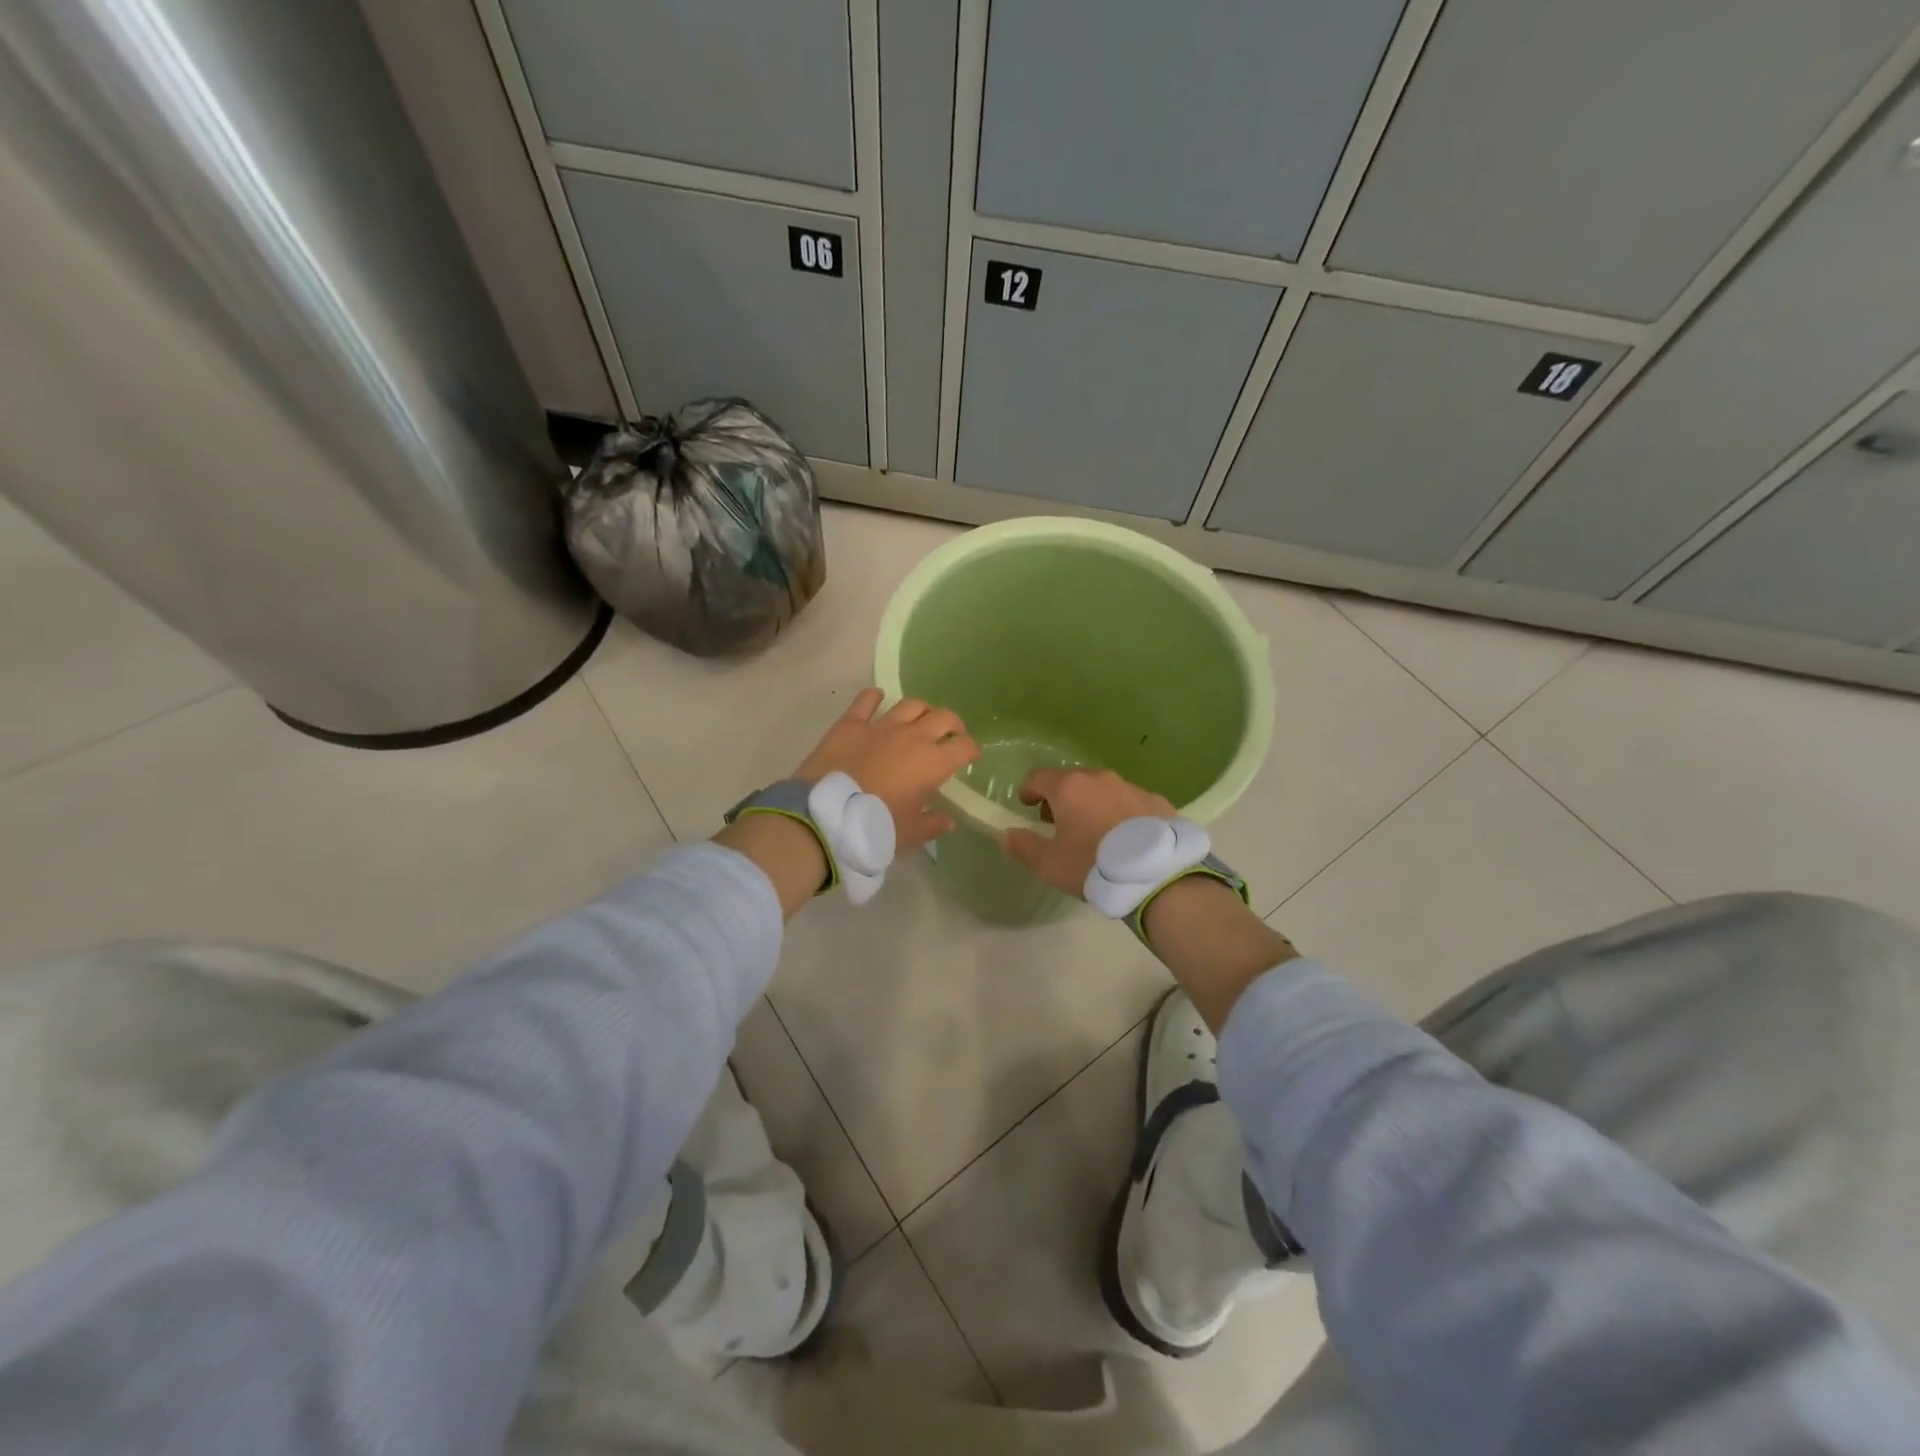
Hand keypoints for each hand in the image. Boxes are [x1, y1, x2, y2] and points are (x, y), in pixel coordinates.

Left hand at [795, 688, 980, 854]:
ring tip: (921, 719)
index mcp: (933, 763)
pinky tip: (878, 697)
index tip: (971, 756)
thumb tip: (947, 820)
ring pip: (912, 704)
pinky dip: (875, 696)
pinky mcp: (852, 723)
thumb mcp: (910, 834)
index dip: (972, 749)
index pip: (964, 747)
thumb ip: (933, 824)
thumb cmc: (875, 826)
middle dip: (953, 725)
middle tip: (952, 734)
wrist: (826, 815)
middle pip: (943, 717)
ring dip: (922, 710)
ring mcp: (881, 725)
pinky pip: (867, 700)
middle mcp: (913, 736)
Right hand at [1002, 767, 1174, 896]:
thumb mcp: (1050, 864)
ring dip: (1092, 803)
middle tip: (1059, 822)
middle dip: (1061, 797)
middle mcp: (1099, 778)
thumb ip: (1024, 846)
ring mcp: (1131, 786)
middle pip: (1072, 780)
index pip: (1038, 777)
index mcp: (1069, 787)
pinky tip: (1125, 838)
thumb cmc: (1093, 865)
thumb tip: (1007, 834)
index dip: (1028, 790)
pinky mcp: (1157, 801)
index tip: (1026, 805)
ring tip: (1094, 832)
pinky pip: (1129, 802)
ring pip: (1103, 789)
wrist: (1156, 874)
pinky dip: (1120, 813)